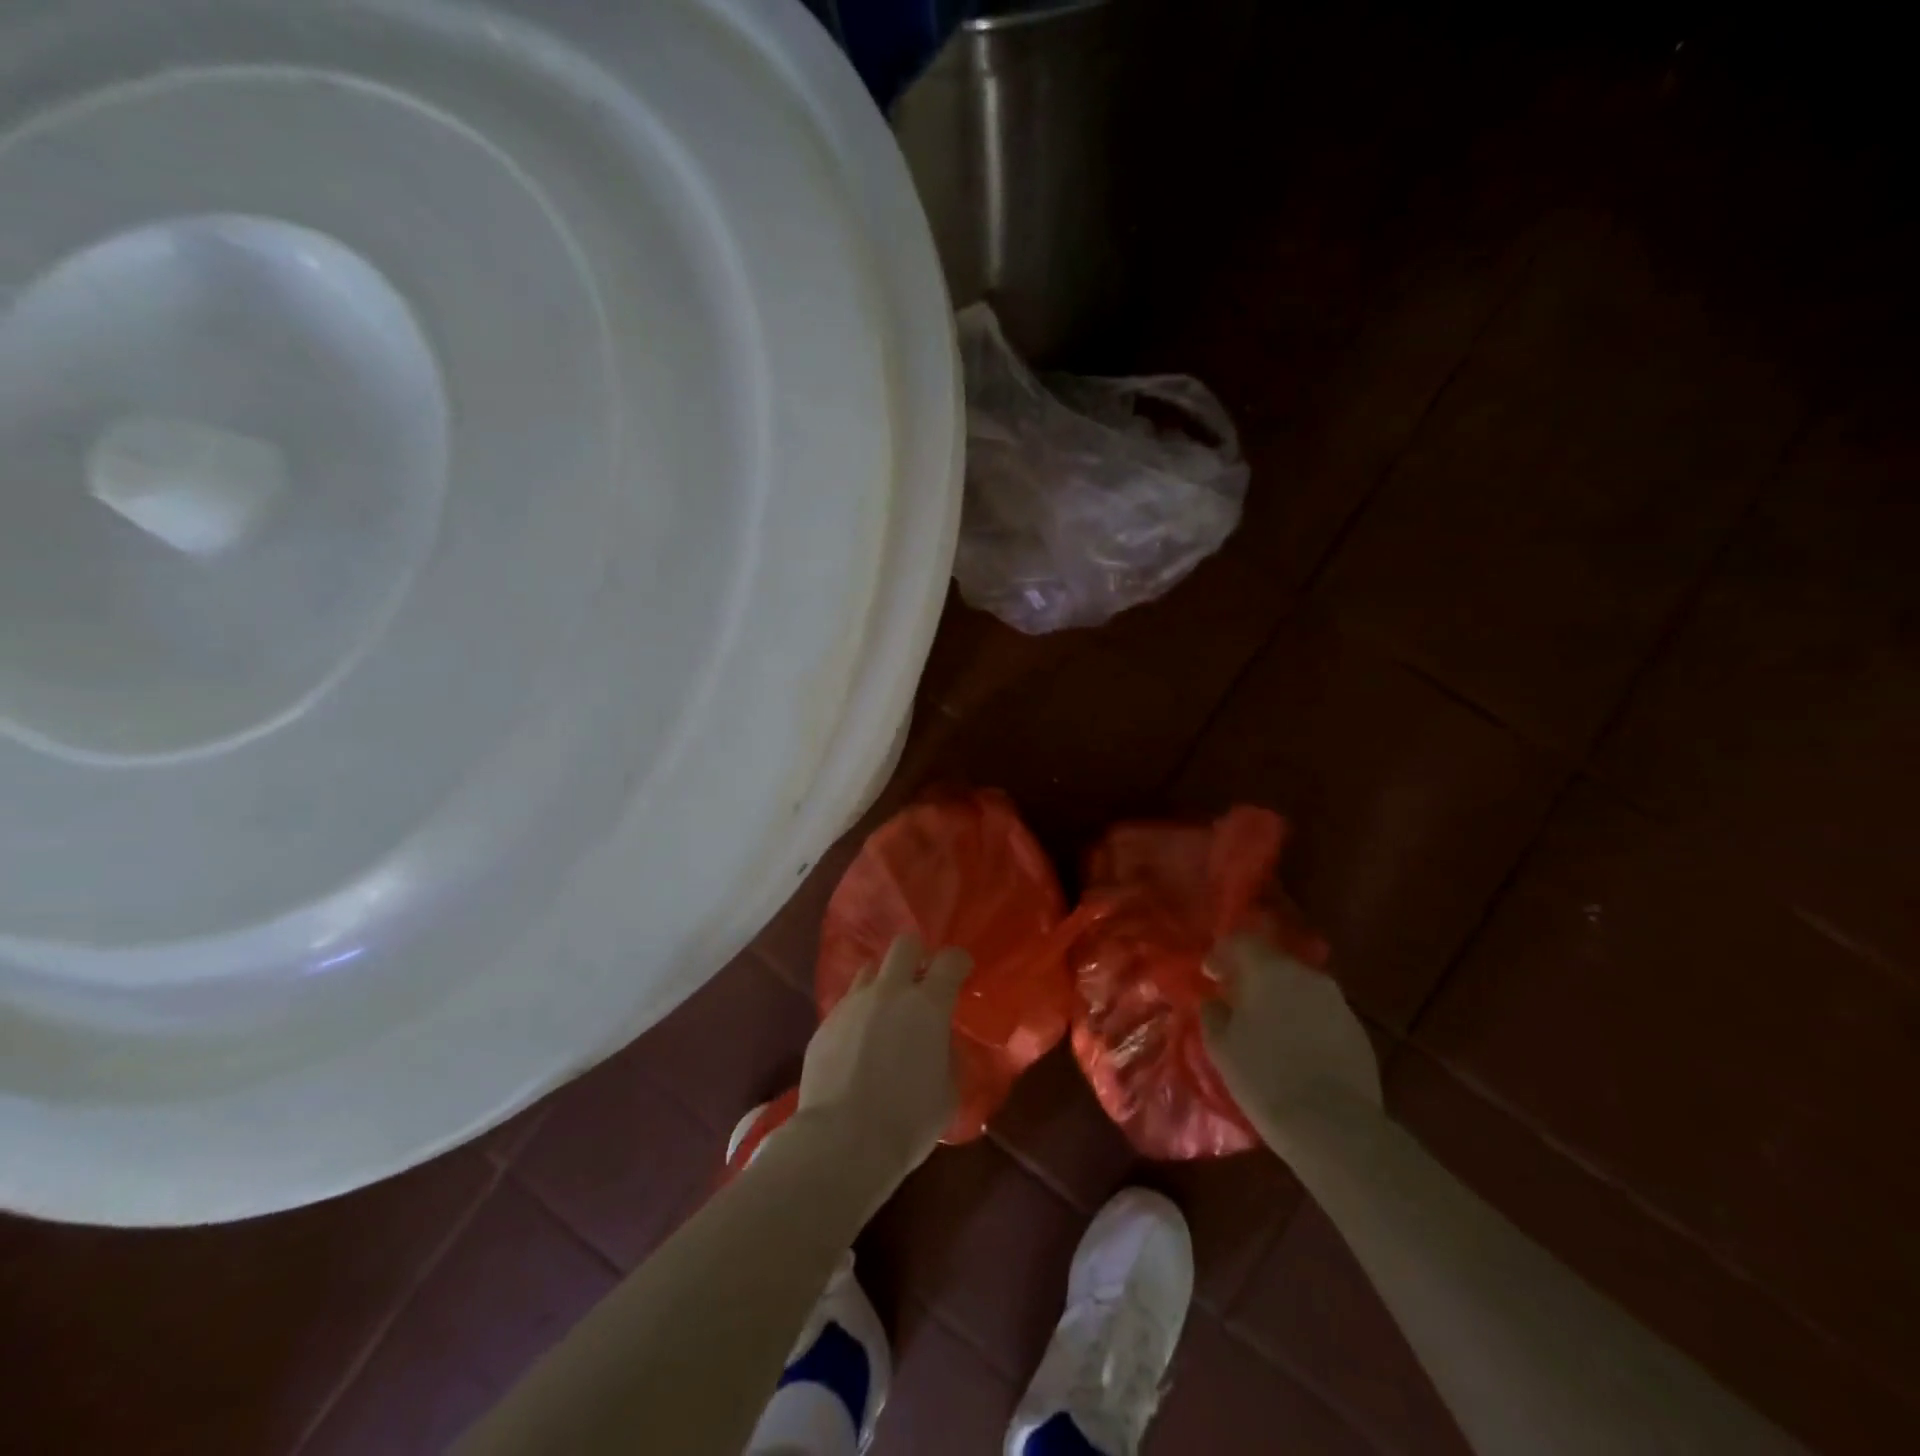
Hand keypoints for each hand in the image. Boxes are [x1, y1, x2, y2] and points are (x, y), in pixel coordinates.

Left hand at [798, 934, 971, 1178]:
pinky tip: (859, 1042)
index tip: (961, 971)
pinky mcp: (824, 1024)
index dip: (959, 961)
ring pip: (870, 970)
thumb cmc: (907, 1121)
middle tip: (921, 978)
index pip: (950, 960)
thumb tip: (940, 1043)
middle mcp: (889, 993)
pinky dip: (859, 1013)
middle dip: (916, 954)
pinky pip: (847, 1004)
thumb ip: (948, 1057)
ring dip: (883, 982)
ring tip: (886, 1010)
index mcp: (928, 1005)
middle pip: (904, 945)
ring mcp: (852, 1004)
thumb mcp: (948, 1092)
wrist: (842, 1141)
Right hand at [1201, 934, 1381, 1142]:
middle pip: (1274, 963)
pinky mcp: (1358, 1032)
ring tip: (1266, 1029)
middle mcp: (1308, 976)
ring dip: (1280, 1000)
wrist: (1334, 1127)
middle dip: (1252, 977)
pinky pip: (1321, 1014)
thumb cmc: (1265, 1077)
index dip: (1222, 954)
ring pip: (1300, 989)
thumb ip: (1214, 1014)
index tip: (1210, 975)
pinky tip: (1295, 1051)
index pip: (1242, 941)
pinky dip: (1303, 1022)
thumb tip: (1215, 1002)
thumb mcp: (1222, 1046)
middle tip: (1236, 1002)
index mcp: (1270, 970)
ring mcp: (1338, 1003)